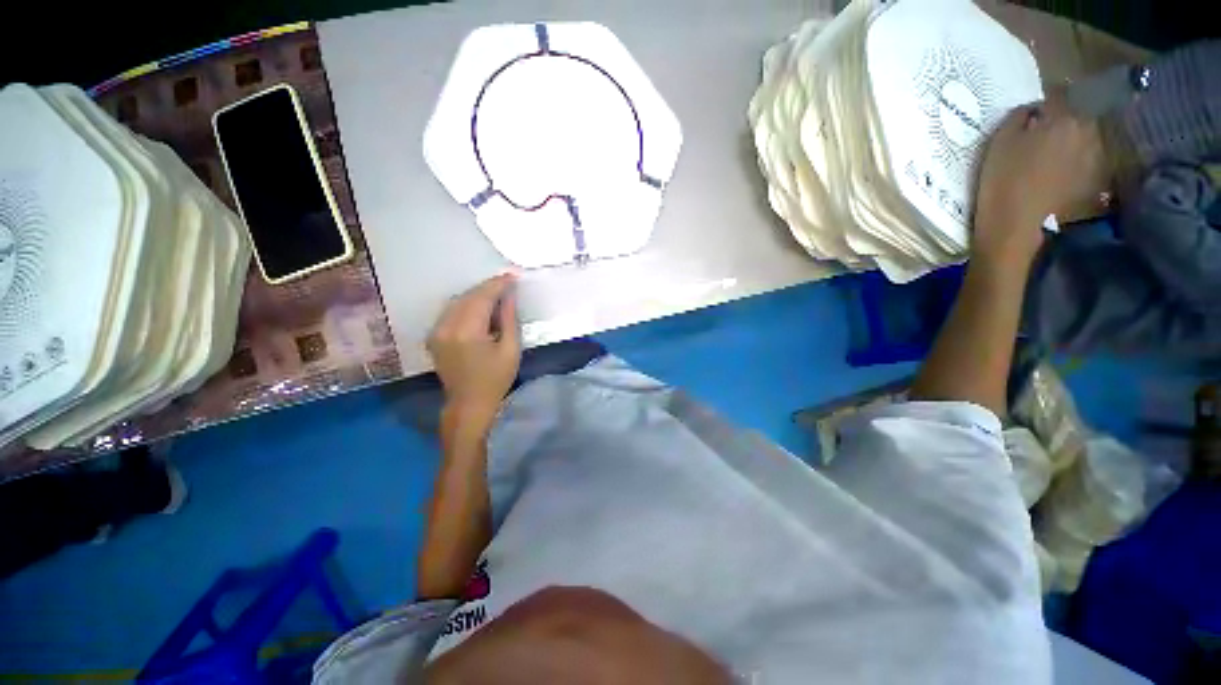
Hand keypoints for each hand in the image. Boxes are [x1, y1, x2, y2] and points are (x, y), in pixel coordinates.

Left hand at [428, 274, 521, 432]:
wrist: (468, 404)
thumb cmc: (495, 379)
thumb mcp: (510, 350)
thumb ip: (509, 319)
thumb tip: (509, 296)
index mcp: (467, 332)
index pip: (482, 298)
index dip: (498, 285)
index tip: (512, 277)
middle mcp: (446, 327)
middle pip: (468, 296)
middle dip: (488, 287)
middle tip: (507, 283)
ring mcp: (436, 331)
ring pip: (457, 301)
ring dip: (477, 295)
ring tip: (496, 295)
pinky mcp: (434, 336)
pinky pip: (451, 311)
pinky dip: (467, 304)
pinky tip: (480, 308)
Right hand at [973, 98, 1096, 268]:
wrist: (1016, 226)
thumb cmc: (1003, 181)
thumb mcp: (1000, 142)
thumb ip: (1019, 117)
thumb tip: (1033, 111)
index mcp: (1064, 118)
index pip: (1056, 97)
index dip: (1042, 106)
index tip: (1030, 116)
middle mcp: (1087, 131)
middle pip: (1075, 117)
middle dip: (1061, 123)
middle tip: (1041, 138)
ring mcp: (1096, 157)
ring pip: (1083, 139)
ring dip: (1070, 143)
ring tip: (1051, 158)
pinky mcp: (1096, 179)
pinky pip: (1087, 160)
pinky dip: (1076, 163)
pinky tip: (1060, 176)